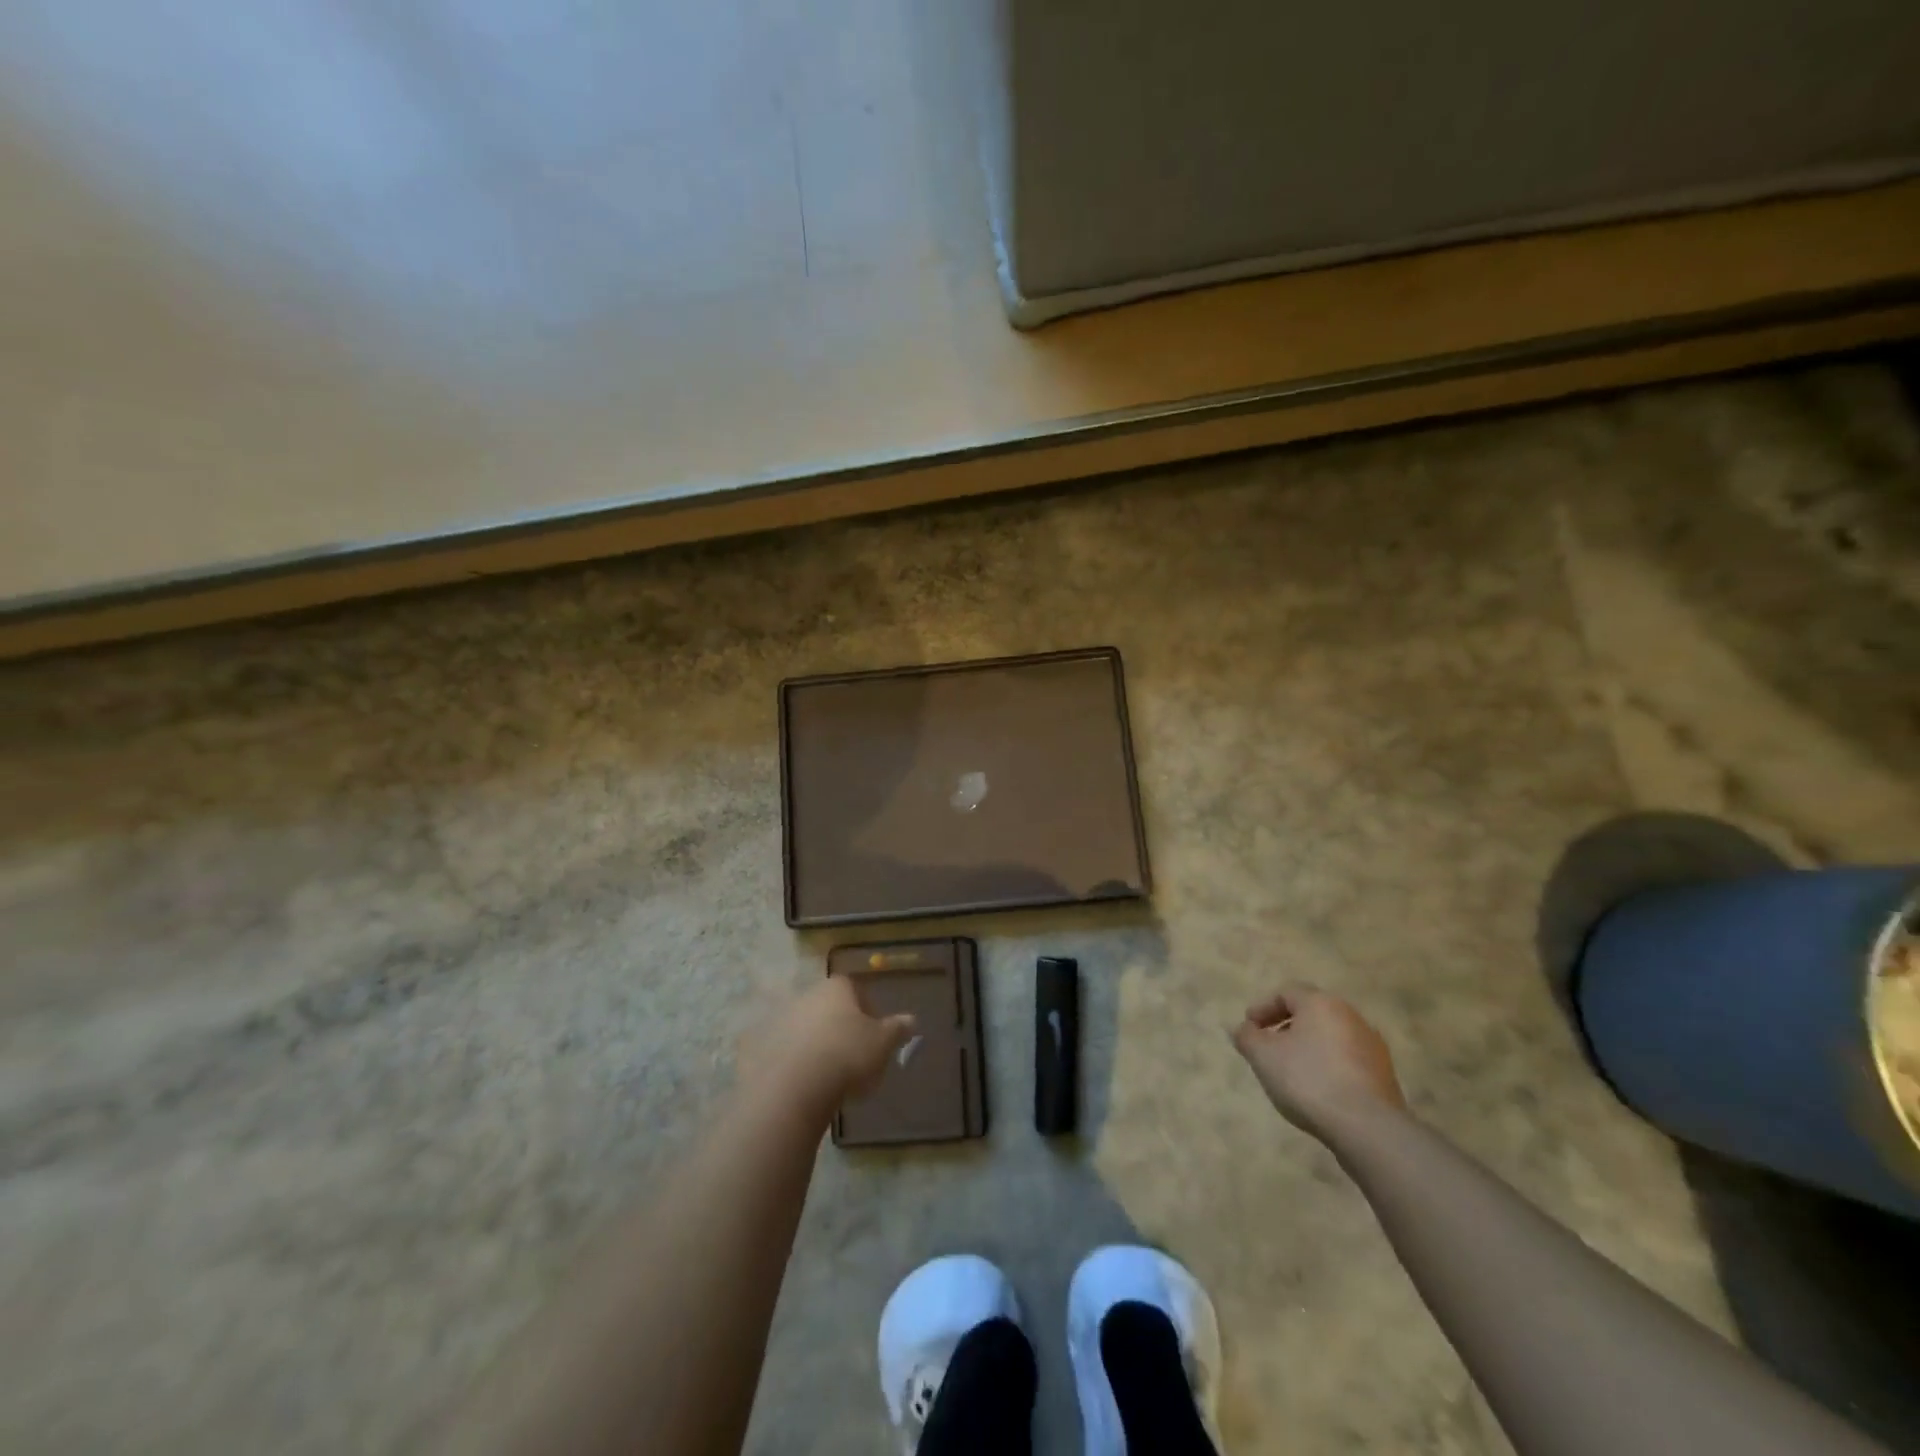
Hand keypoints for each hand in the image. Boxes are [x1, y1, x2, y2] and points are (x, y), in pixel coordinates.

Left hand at [744, 976, 915, 1107]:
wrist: (793, 1087)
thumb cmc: (847, 1055)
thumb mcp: (883, 1043)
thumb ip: (897, 1029)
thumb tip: (911, 1019)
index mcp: (836, 988)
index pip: (855, 989)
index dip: (867, 1010)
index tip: (874, 1036)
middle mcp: (806, 995)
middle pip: (828, 1007)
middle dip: (839, 1027)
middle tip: (852, 1057)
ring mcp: (779, 1019)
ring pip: (804, 1028)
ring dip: (814, 1044)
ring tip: (827, 1075)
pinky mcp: (758, 1046)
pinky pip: (781, 1051)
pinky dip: (790, 1062)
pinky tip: (801, 1083)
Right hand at [1230, 985, 1406, 1143]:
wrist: (1368, 1128)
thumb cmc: (1309, 1080)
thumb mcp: (1263, 1057)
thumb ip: (1246, 1037)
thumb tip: (1242, 1029)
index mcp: (1321, 1003)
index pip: (1286, 992)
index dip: (1263, 1008)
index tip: (1249, 1028)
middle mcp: (1350, 1016)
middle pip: (1311, 1013)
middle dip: (1285, 1027)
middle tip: (1268, 1047)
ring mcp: (1372, 1046)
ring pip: (1330, 1037)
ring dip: (1308, 1047)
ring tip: (1291, 1071)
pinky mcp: (1384, 1074)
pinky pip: (1347, 1060)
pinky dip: (1328, 1066)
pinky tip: (1317, 1089)